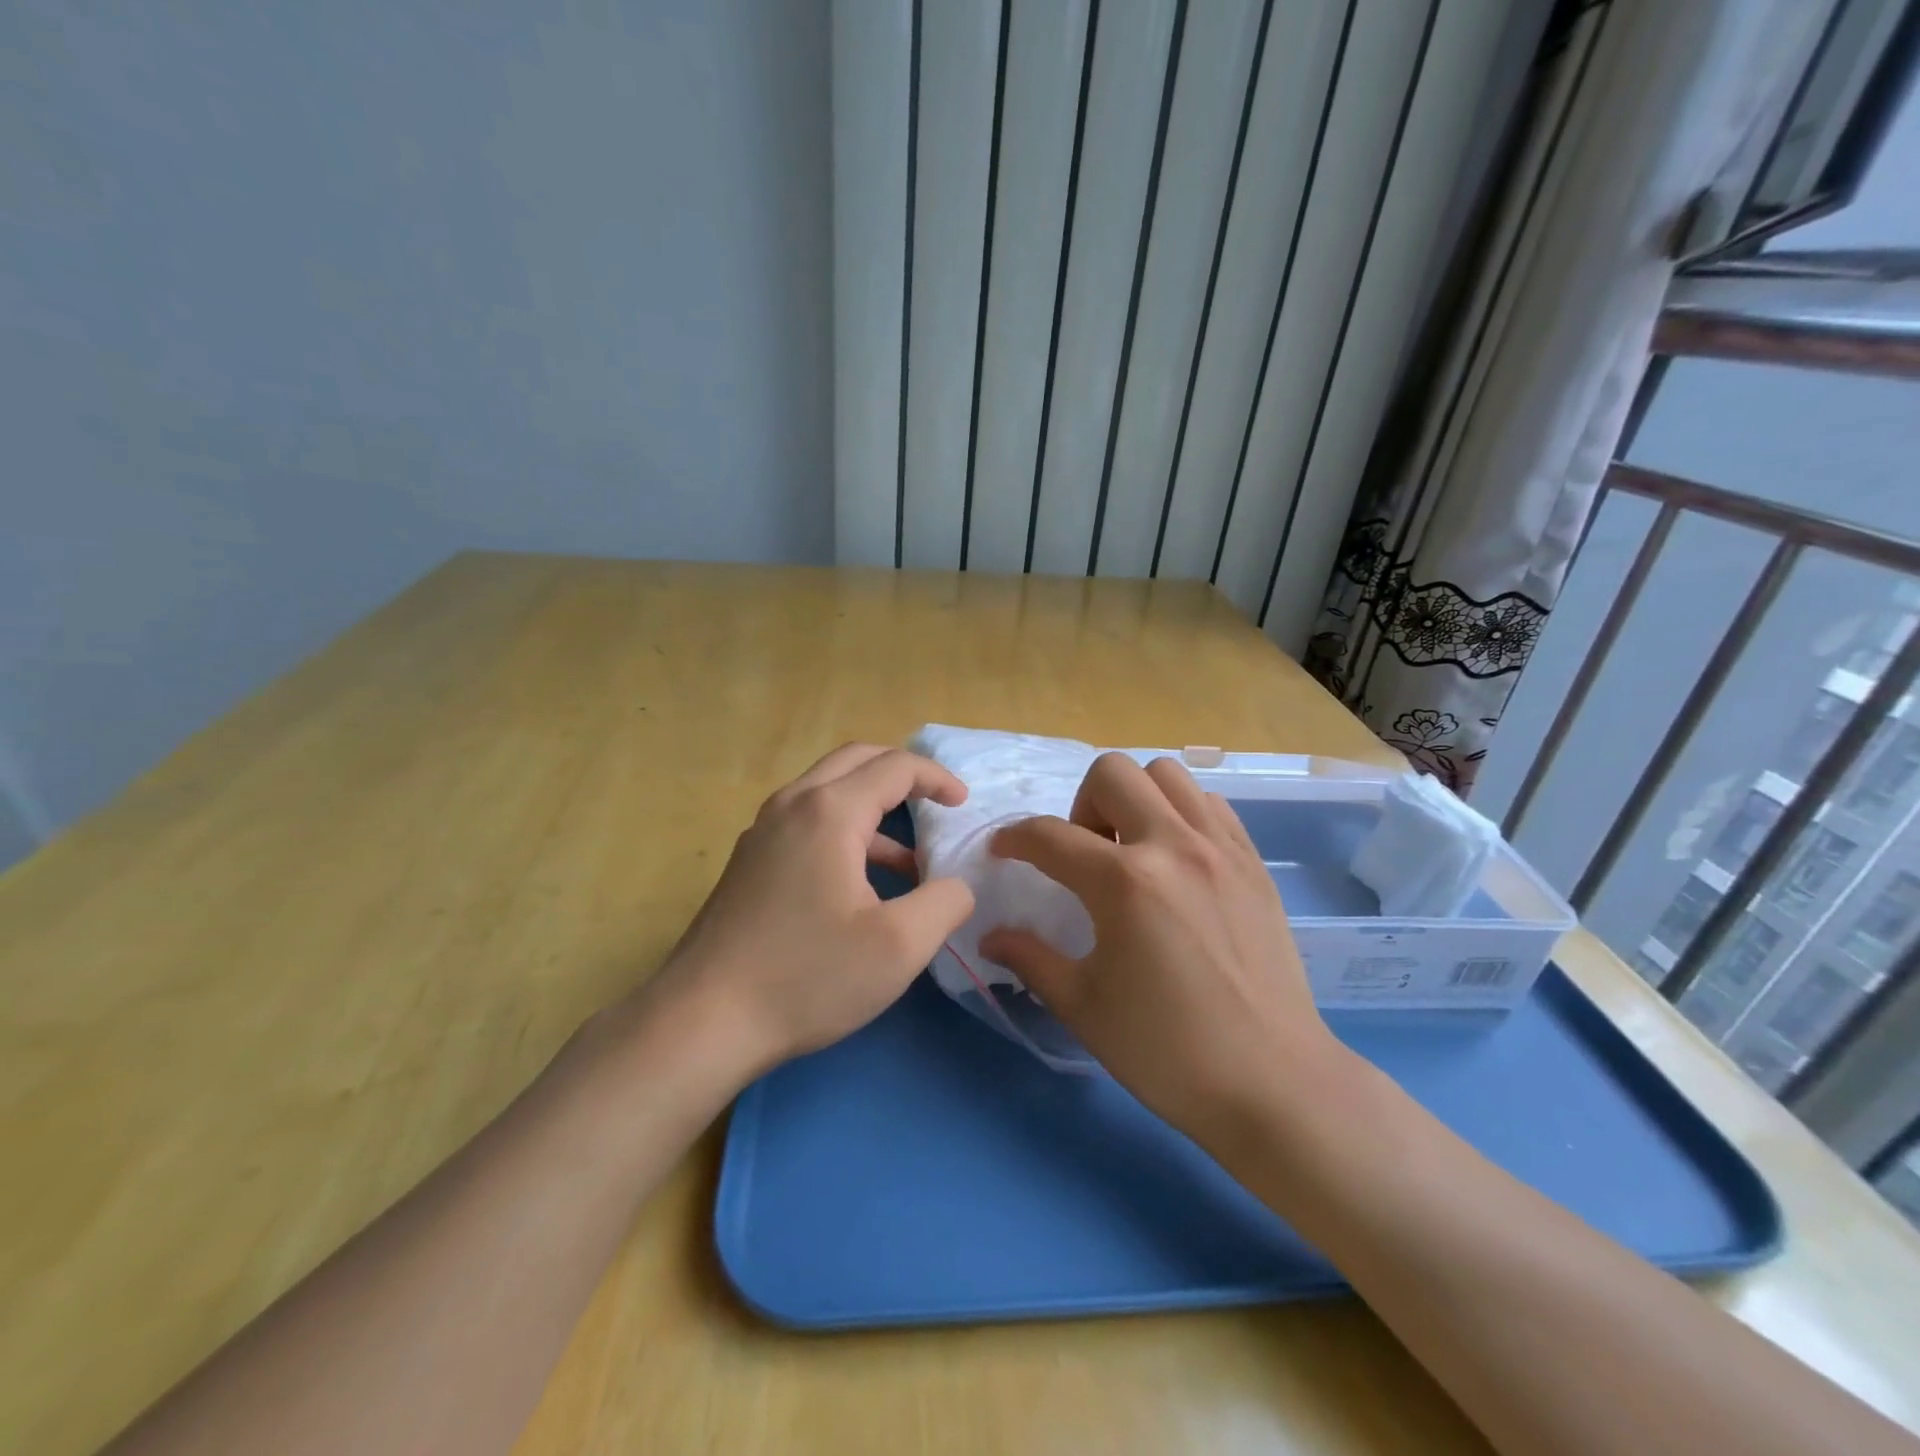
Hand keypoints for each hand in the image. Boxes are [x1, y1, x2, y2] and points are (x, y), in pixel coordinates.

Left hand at [644, 744, 974, 1077]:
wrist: (703, 1020)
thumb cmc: (807, 976)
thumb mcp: (899, 946)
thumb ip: (945, 903)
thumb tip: (957, 885)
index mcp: (829, 812)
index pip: (894, 767)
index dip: (936, 778)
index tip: (963, 805)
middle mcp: (792, 806)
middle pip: (856, 761)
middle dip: (902, 774)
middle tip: (936, 803)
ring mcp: (763, 832)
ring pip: (828, 792)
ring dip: (873, 809)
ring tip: (909, 861)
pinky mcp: (749, 862)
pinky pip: (807, 822)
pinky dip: (845, 832)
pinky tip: (860, 886)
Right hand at [982, 753, 1344, 1138]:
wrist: (1273, 1083)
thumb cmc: (1167, 1051)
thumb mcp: (1082, 1006)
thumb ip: (1030, 958)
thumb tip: (989, 937)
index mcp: (1124, 883)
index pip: (1050, 836)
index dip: (1014, 839)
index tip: (1003, 851)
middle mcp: (1173, 846)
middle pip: (1112, 773)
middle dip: (1080, 804)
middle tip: (1084, 854)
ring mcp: (1220, 849)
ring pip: (1166, 774)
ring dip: (1134, 798)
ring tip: (1132, 849)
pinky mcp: (1253, 862)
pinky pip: (1209, 804)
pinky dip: (1180, 813)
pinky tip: (1175, 860)